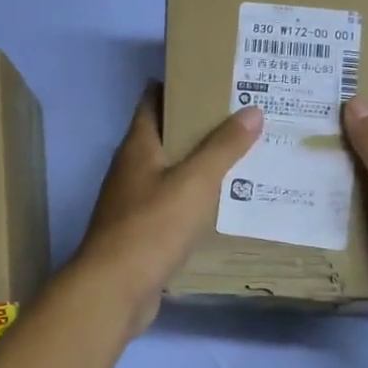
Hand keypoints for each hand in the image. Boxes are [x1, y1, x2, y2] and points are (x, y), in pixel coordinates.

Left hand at [73, 84, 263, 337]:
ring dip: (198, 164)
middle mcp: (131, 169)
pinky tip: (222, 205)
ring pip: (170, 173)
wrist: (115, 290)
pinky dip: (194, 199)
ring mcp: (132, 203)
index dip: (178, 85)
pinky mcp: (141, 233)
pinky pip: (171, 205)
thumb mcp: (195, 182)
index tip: (212, 78)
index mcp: (138, 147)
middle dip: (197, 125)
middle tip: (242, 117)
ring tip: (241, 157)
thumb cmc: (152, 226)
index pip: (152, 101)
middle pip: (164, 136)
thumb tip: (252, 110)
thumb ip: (223, 147)